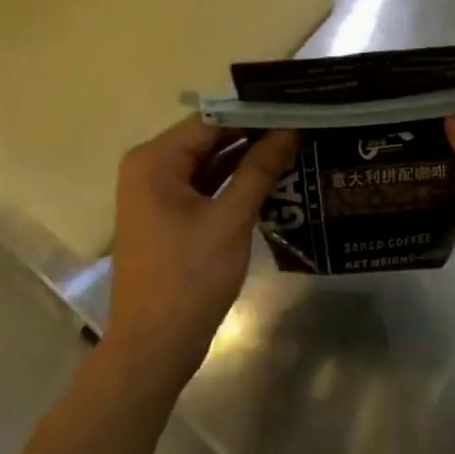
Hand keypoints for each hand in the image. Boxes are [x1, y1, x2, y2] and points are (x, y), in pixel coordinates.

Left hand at [105, 118, 298, 393]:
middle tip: (304, 126)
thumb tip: (291, 131)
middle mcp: (150, 169)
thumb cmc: (189, 277)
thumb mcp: (230, 219)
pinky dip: (235, 184)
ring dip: (247, 160)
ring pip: (209, 164)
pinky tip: (273, 179)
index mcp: (155, 160)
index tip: (297, 107)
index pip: (211, 120)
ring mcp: (158, 195)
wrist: (154, 346)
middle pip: (209, 139)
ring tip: (297, 147)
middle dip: (254, 135)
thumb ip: (259, 170)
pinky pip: (205, 188)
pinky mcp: (169, 218)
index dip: (255, 113)